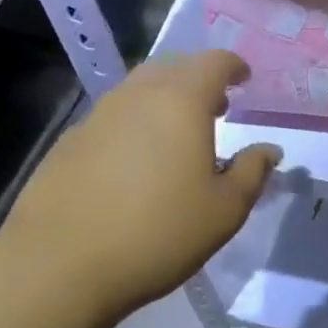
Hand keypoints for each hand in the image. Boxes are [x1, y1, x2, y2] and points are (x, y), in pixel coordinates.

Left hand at [0, 50, 279, 326]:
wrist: (58, 265)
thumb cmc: (158, 233)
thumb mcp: (225, 210)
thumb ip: (252, 172)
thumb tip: (268, 150)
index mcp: (181, 101)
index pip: (213, 62)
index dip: (234, 66)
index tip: (245, 80)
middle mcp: (138, 96)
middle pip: (173, 67)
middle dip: (199, 80)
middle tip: (217, 108)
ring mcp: (98, 116)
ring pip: (139, 90)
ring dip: (165, 100)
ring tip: (178, 135)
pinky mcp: (69, 142)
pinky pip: (113, 117)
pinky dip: (135, 124)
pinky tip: (136, 163)